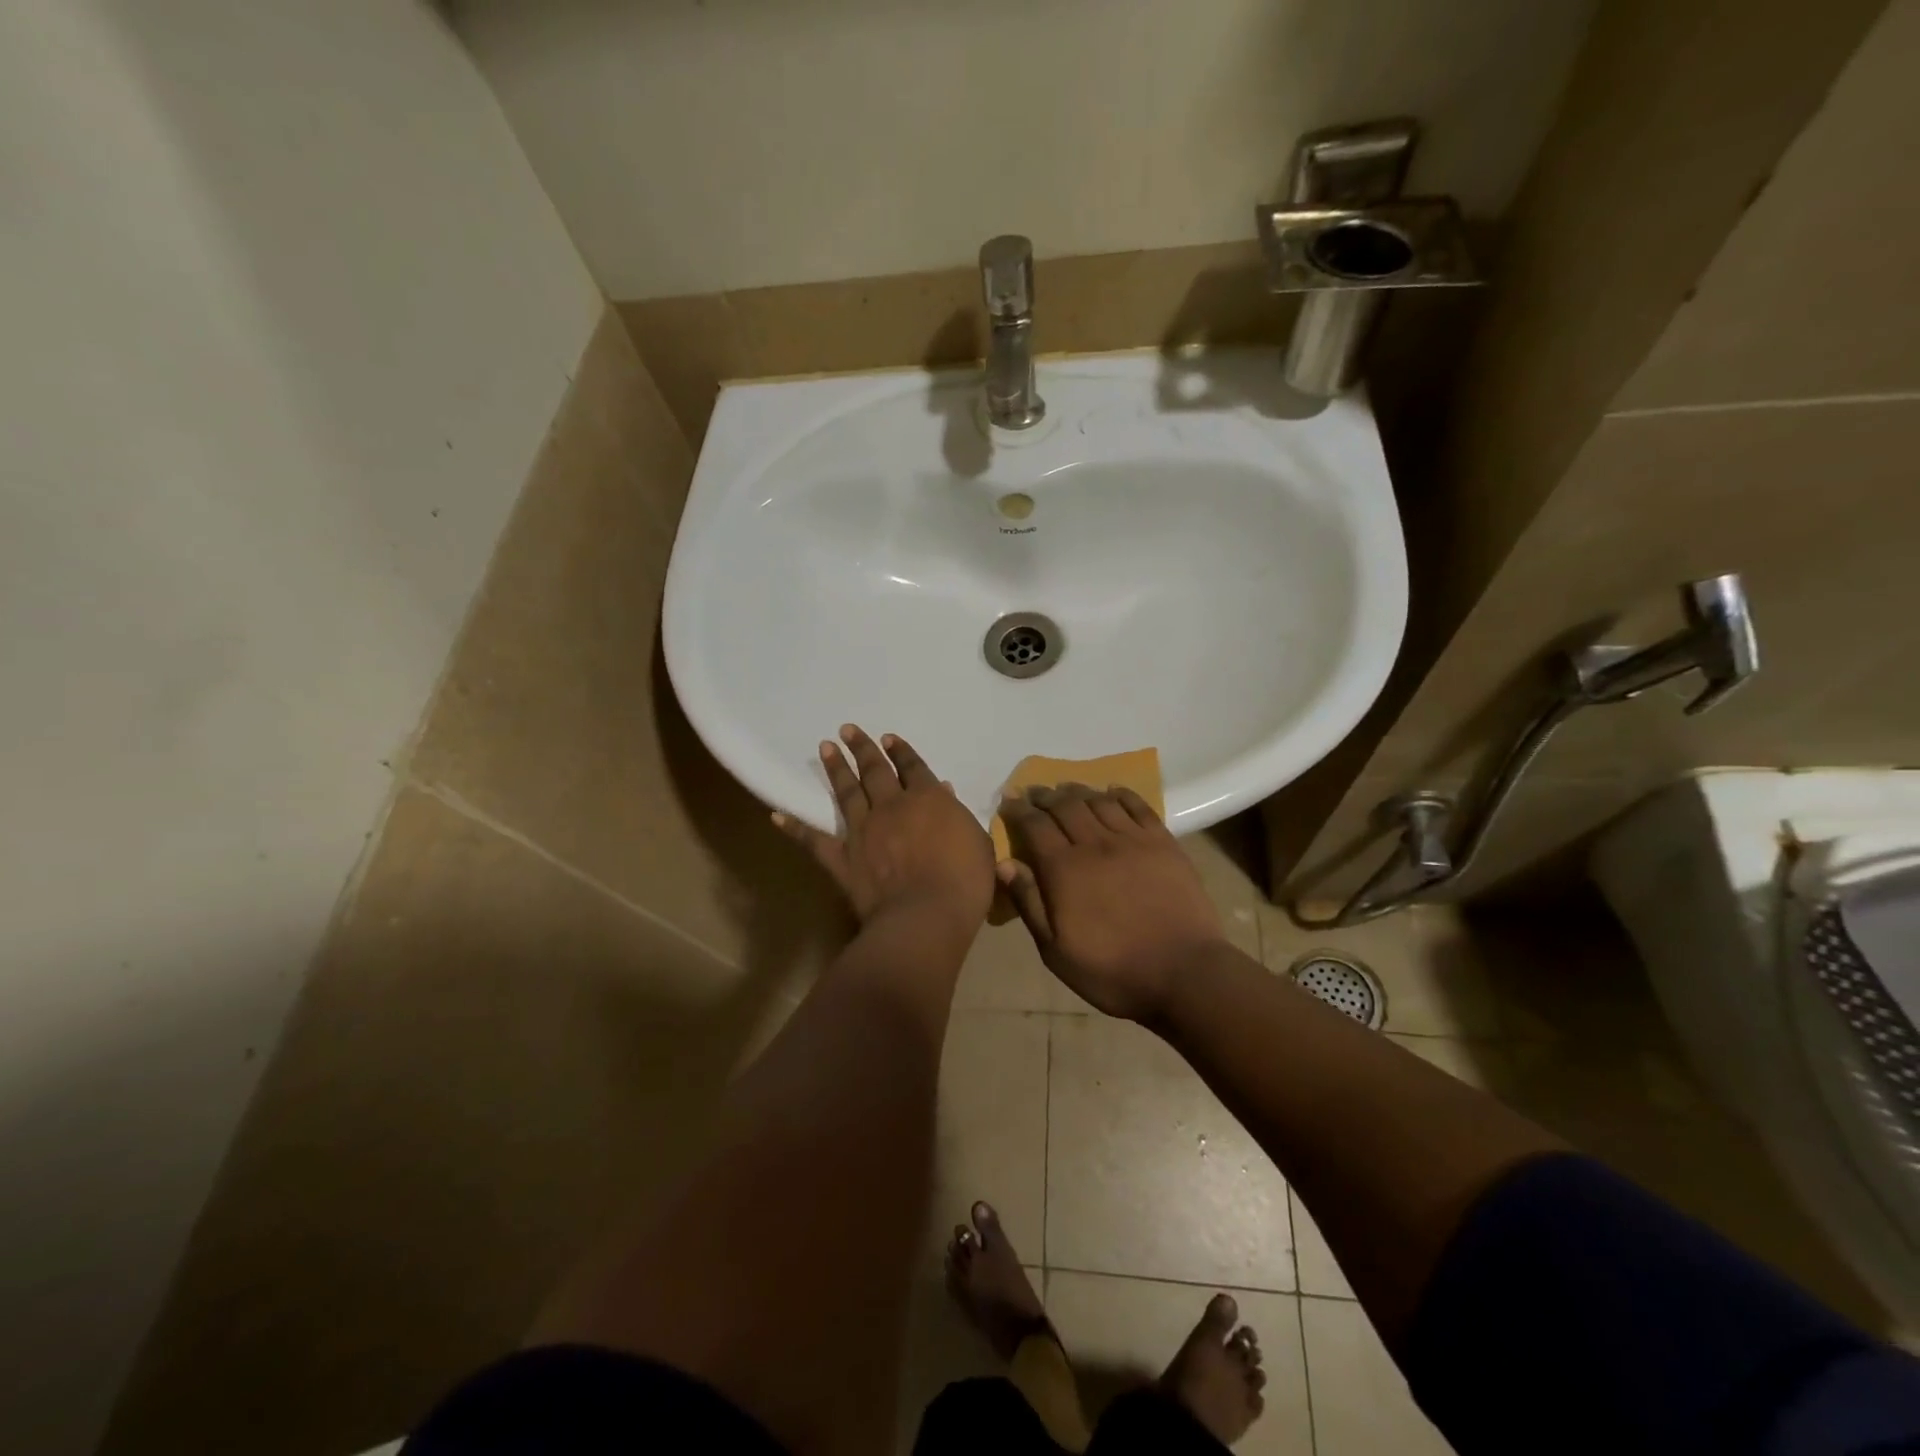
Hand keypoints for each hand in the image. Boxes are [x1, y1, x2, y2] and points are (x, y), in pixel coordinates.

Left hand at [775, 725, 995, 930]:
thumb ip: (958, 816)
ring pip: (847, 793)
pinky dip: (794, 827)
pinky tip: (777, 815)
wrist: (925, 917)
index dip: (901, 751)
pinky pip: (815, 840)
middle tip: (847, 730)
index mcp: (928, 799)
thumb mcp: (977, 843)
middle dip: (862, 748)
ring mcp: (863, 831)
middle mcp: (891, 806)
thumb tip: (944, 792)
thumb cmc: (964, 882)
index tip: (888, 737)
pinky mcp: (843, 859)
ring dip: (836, 769)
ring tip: (826, 747)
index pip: (912, 767)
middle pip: (875, 770)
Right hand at [997, 784, 1227, 1020]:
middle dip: (1045, 795)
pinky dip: (1121, 794)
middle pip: (1065, 806)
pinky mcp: (1163, 843)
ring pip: (1099, 801)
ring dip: (1078, 791)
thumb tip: (1004, 863)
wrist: (1183, 973)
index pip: (1035, 825)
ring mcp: (1133, 840)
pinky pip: (1138, 807)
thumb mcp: (1056, 951)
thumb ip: (1029, 903)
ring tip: (1066, 789)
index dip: (1019, 810)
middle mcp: (1095, 844)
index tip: (1009, 801)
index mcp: (1064, 869)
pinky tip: (1112, 791)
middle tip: (1034, 791)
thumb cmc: (1112, 970)